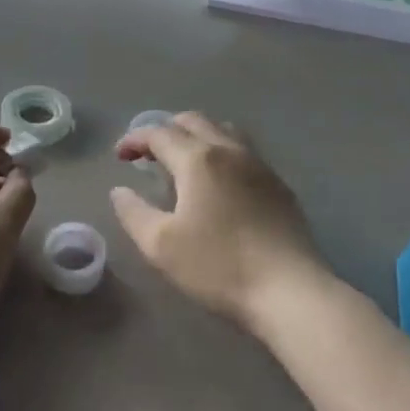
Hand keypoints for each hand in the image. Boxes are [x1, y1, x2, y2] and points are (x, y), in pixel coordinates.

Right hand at [110, 113, 327, 330]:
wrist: (289, 289)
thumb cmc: (218, 267)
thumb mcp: (162, 246)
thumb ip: (134, 213)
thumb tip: (120, 190)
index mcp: (198, 159)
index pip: (159, 133)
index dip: (134, 139)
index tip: (119, 156)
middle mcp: (229, 150)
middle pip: (192, 121)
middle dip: (165, 130)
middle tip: (148, 154)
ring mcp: (258, 164)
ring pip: (222, 129)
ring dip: (196, 135)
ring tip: (183, 161)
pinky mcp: (278, 183)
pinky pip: (243, 150)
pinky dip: (221, 150)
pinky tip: (219, 181)